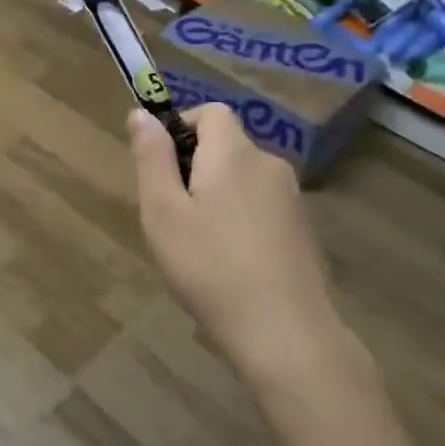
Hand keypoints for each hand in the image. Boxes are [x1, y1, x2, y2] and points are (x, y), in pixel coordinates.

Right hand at [128, 104, 366, 392]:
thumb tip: (142, 113)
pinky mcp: (303, 230)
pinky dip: (240, 220)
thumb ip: (152, 157)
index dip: (182, 126)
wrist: (284, 333)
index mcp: (234, 153)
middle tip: (172, 216)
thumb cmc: (210, 268)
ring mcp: (292, 199)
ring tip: (198, 246)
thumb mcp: (163, 212)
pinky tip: (229, 264)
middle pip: (227, 146)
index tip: (161, 167)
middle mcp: (269, 165)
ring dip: (217, 196)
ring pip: (243, 179)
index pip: (212, 112)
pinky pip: (261, 207)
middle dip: (195, 167)